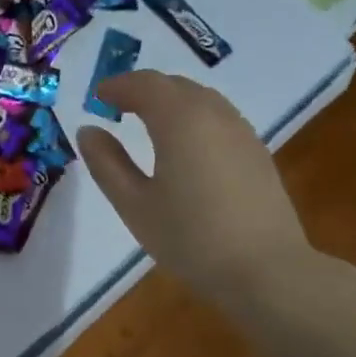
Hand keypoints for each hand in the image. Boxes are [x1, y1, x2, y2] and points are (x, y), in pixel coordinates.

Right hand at [76, 70, 315, 302]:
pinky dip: (193, 116)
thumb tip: (88, 131)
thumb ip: (107, 163)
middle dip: (144, 89)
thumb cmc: (190, 238)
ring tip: (147, 121)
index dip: (118, 85)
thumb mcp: (134, 204)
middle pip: (175, 85)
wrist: (266, 272)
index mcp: (180, 120)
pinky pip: (219, 117)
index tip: (98, 97)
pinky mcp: (257, 153)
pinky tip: (184, 144)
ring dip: (170, 100)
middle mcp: (214, 115)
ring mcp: (241, 133)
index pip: (145, 84)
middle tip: (118, 105)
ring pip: (201, 98)